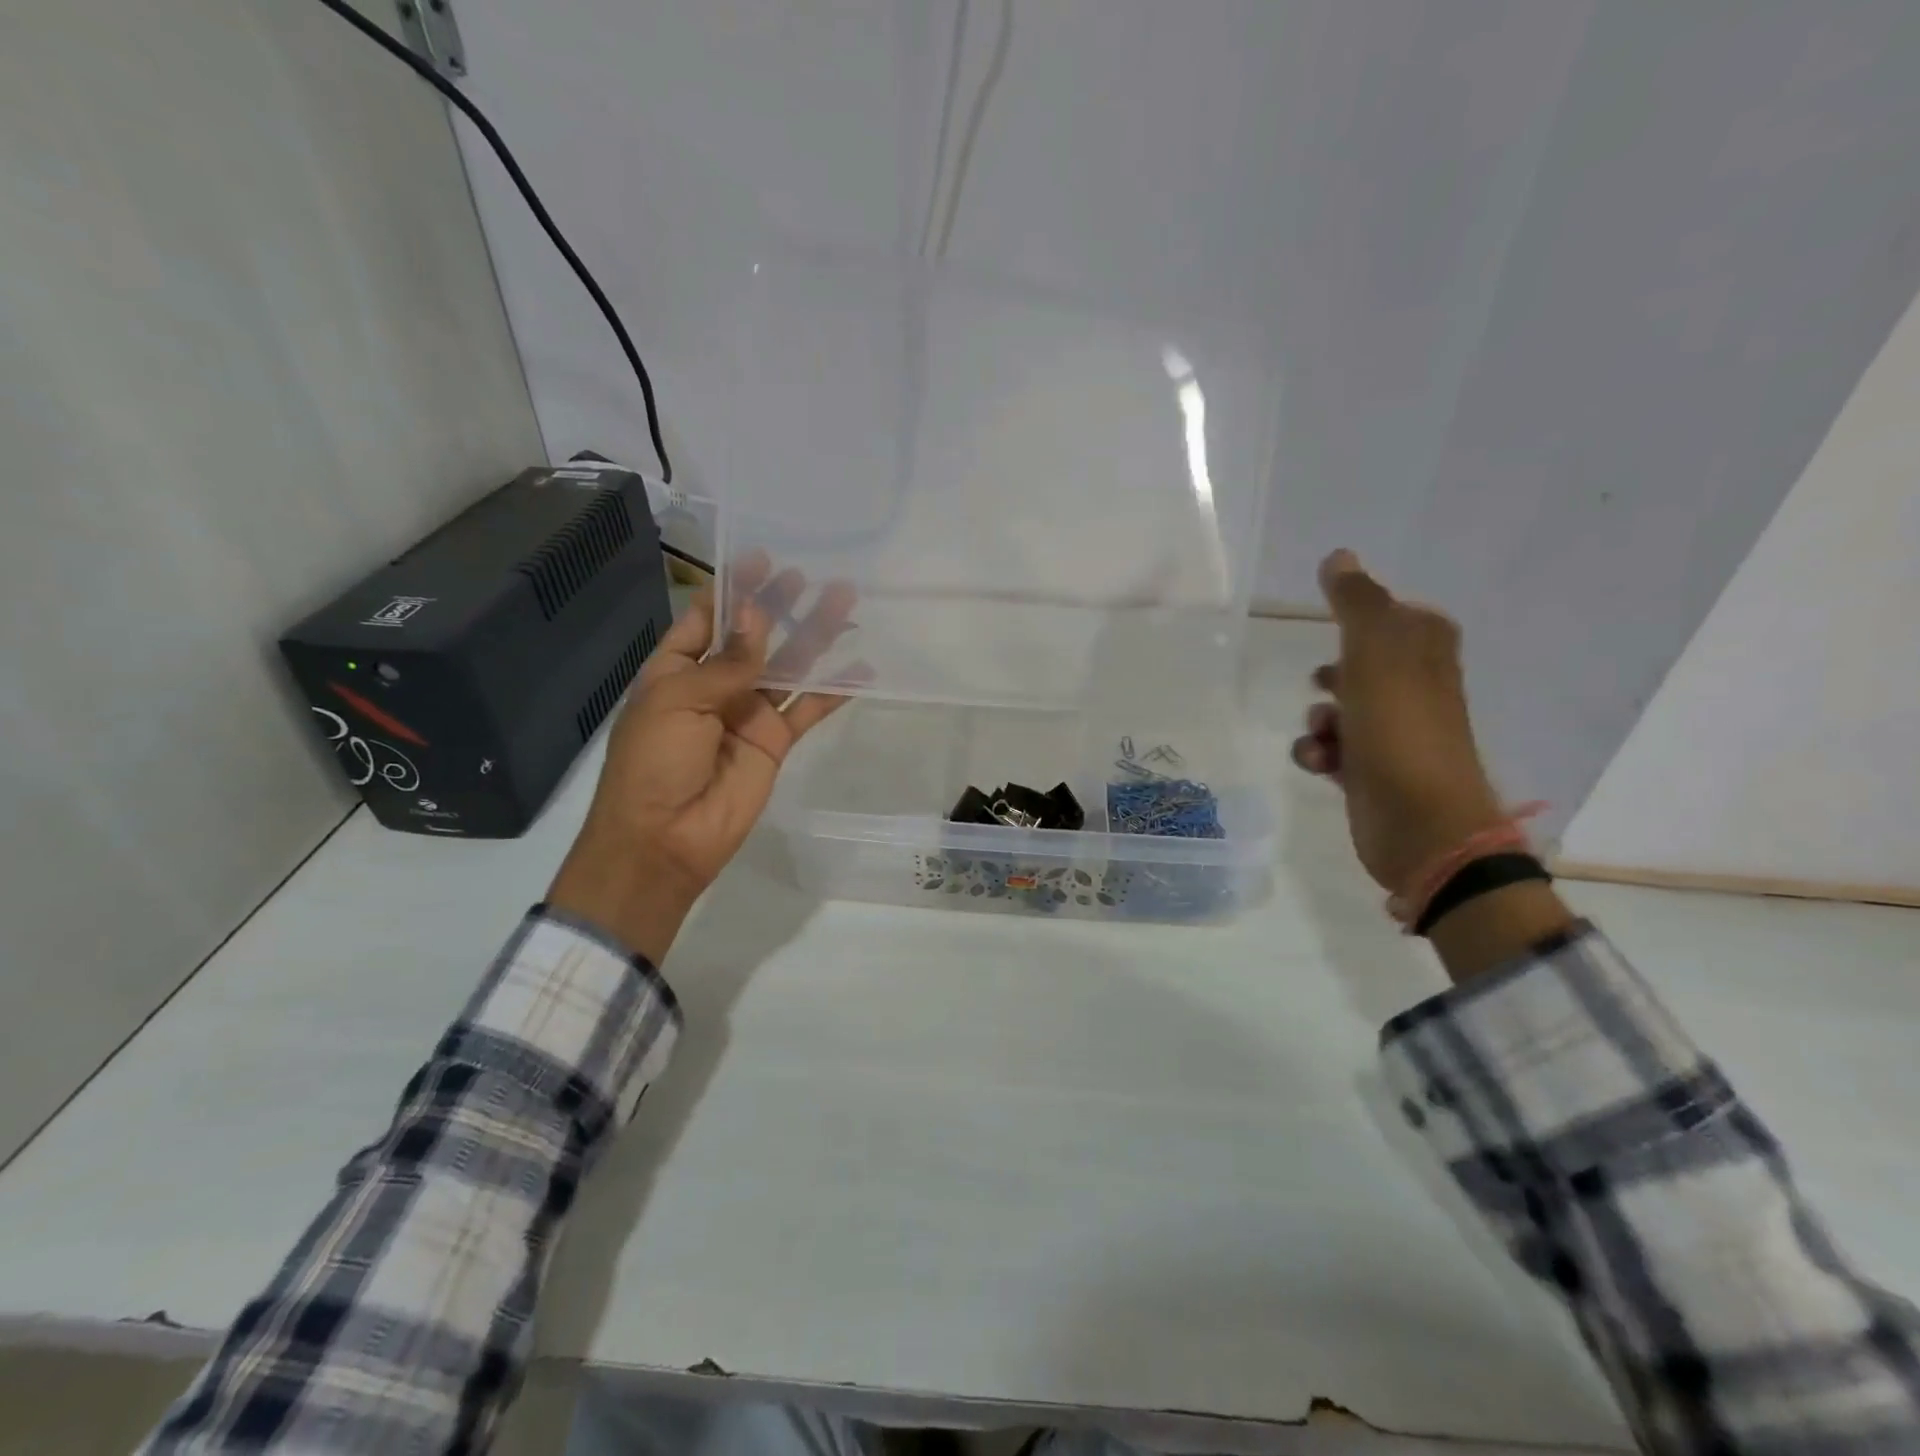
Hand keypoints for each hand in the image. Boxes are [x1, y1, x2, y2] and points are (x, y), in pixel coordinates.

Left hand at [548, 561, 858, 961]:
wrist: (665, 838)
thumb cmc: (654, 762)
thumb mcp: (678, 702)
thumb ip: (727, 662)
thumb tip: (757, 613)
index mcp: (677, 669)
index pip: (707, 618)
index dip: (733, 588)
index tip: (762, 557)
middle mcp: (716, 685)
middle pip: (754, 636)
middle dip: (779, 604)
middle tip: (809, 575)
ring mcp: (749, 712)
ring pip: (788, 665)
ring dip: (814, 636)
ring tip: (846, 602)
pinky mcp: (776, 740)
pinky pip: (808, 708)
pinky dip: (834, 689)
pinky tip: (862, 667)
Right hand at [1289, 550, 1505, 897]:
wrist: (1419, 820)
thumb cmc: (1400, 727)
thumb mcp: (1374, 650)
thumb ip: (1355, 601)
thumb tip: (1338, 555)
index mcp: (1426, 651)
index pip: (1397, 615)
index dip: (1364, 619)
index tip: (1336, 625)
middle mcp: (1415, 688)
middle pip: (1362, 662)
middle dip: (1332, 673)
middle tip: (1325, 680)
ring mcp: (1394, 731)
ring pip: (1341, 708)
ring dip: (1320, 717)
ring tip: (1323, 730)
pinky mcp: (1371, 770)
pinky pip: (1333, 748)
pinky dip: (1319, 751)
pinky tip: (1319, 761)